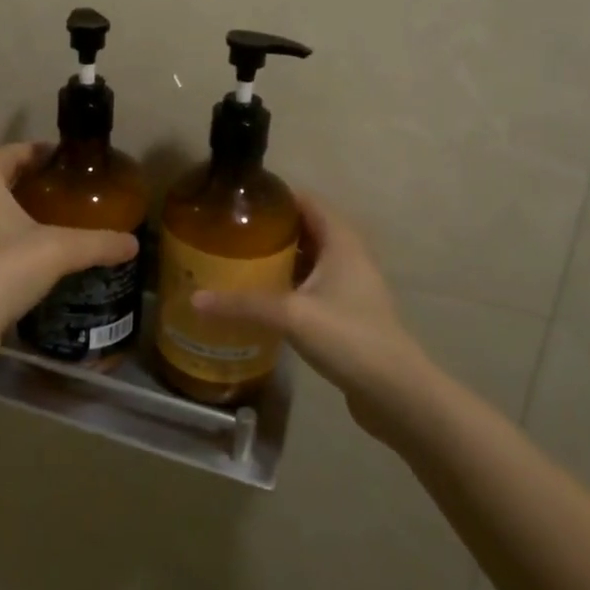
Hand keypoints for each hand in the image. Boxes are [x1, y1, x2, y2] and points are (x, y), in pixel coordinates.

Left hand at [0, 143, 138, 337]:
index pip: (9, 151)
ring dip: (8, 205)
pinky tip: (20, 249)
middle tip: (57, 185)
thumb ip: (98, 243)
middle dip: (24, 177)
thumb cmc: (4, 270)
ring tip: (42, 216)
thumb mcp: (59, 251)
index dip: (37, 150)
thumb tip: (133, 243)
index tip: (63, 157)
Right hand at [191, 194, 423, 442]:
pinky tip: (260, 296)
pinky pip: (311, 284)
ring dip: (278, 257)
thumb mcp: (291, 315)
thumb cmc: (349, 337)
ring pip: (308, 258)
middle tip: (229, 232)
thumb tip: (194, 298)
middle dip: (269, 228)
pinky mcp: (346, 311)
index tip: (237, 200)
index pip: (305, 200)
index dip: (274, 196)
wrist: (396, 393)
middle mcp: (347, 254)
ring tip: (237, 259)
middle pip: (304, 227)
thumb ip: (243, 304)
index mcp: (340, 240)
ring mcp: (349, 284)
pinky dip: (287, 283)